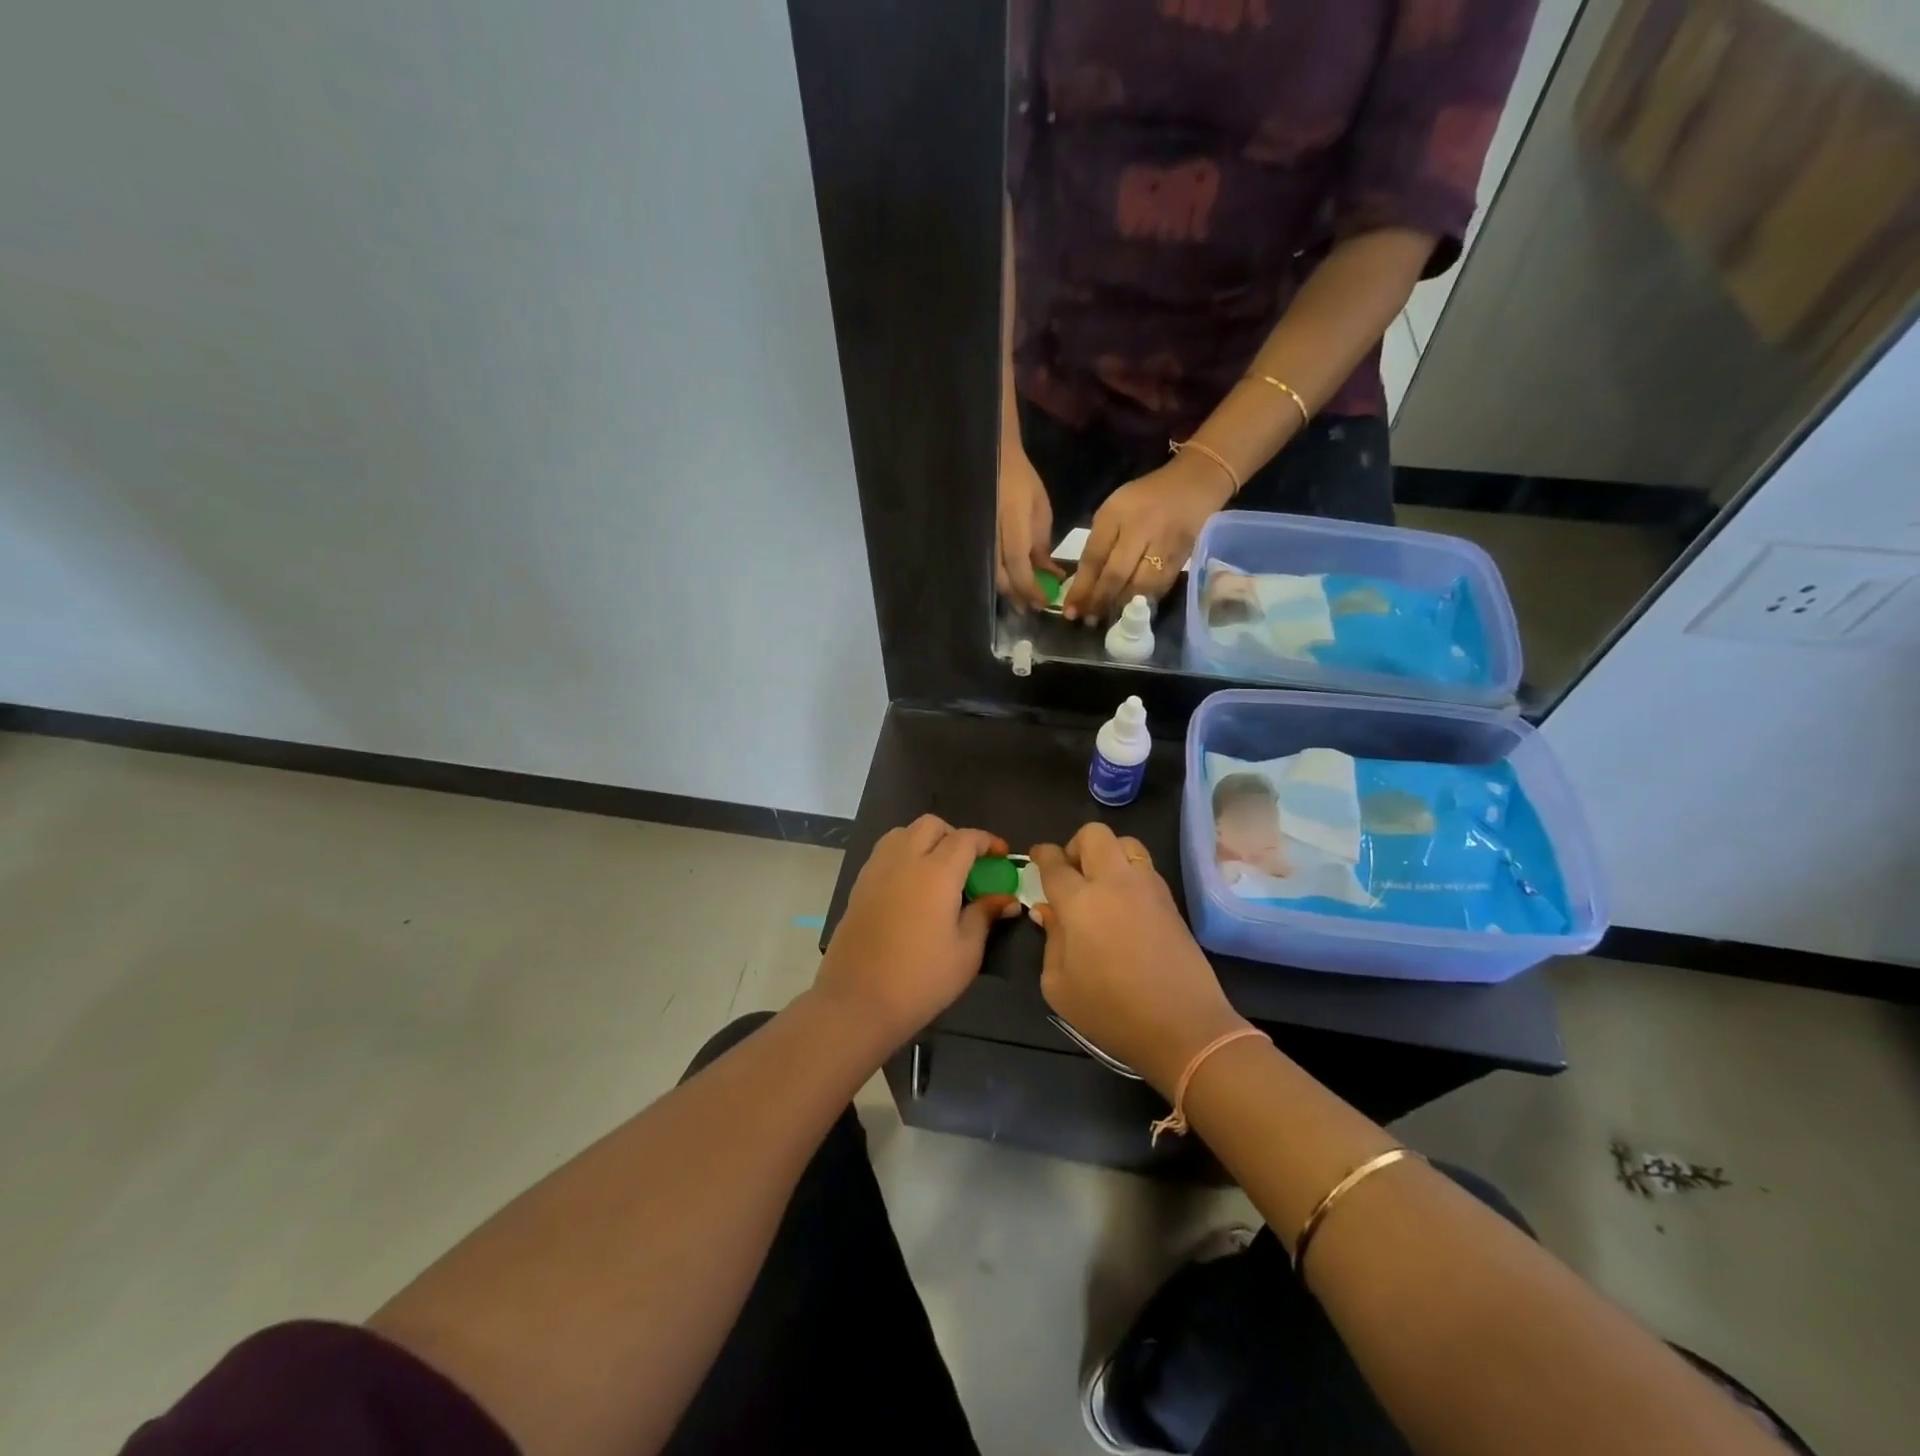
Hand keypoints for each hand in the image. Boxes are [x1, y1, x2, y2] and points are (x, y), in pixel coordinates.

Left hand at [815, 816, 1020, 1050]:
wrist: (857, 1002)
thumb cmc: (921, 979)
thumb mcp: (966, 952)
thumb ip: (985, 916)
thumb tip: (1005, 898)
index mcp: (936, 872)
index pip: (966, 838)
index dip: (987, 841)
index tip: (1001, 856)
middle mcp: (904, 860)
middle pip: (931, 825)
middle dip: (954, 835)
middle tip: (969, 863)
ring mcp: (876, 870)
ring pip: (903, 833)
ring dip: (924, 841)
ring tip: (938, 871)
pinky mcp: (859, 886)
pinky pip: (884, 853)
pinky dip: (903, 855)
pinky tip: (912, 887)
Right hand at [996, 440, 1058, 610]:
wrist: (993, 460)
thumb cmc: (1021, 482)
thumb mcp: (1040, 510)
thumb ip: (1042, 545)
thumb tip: (1049, 575)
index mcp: (1012, 521)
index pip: (1018, 563)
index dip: (1030, 586)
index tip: (1044, 601)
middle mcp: (991, 533)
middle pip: (1001, 576)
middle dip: (1018, 595)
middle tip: (1032, 607)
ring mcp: (979, 537)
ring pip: (991, 575)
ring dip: (1008, 592)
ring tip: (1022, 602)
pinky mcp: (973, 540)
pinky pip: (984, 566)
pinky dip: (999, 579)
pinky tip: (1009, 585)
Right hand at [1030, 824, 1247, 1093]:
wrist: (1184, 1026)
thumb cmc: (1111, 1011)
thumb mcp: (1059, 986)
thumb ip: (1050, 940)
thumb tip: (1048, 912)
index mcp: (1080, 902)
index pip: (1055, 862)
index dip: (1042, 855)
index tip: (1036, 858)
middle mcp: (1114, 882)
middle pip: (1094, 834)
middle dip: (1076, 845)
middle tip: (1071, 874)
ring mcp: (1148, 888)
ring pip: (1126, 843)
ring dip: (1108, 854)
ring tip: (1100, 885)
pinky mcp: (1171, 901)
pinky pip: (1145, 867)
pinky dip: (1129, 872)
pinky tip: (1124, 904)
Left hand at [1063, 453, 1230, 623]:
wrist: (1192, 484)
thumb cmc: (1143, 500)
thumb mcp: (1112, 512)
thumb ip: (1098, 544)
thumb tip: (1084, 584)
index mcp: (1116, 515)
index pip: (1094, 557)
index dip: (1081, 588)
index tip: (1070, 610)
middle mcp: (1139, 529)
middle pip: (1115, 574)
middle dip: (1099, 602)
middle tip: (1088, 620)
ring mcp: (1163, 545)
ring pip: (1139, 586)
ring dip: (1121, 607)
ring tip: (1107, 619)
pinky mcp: (1181, 557)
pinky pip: (1160, 587)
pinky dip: (1144, 601)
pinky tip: (1133, 610)